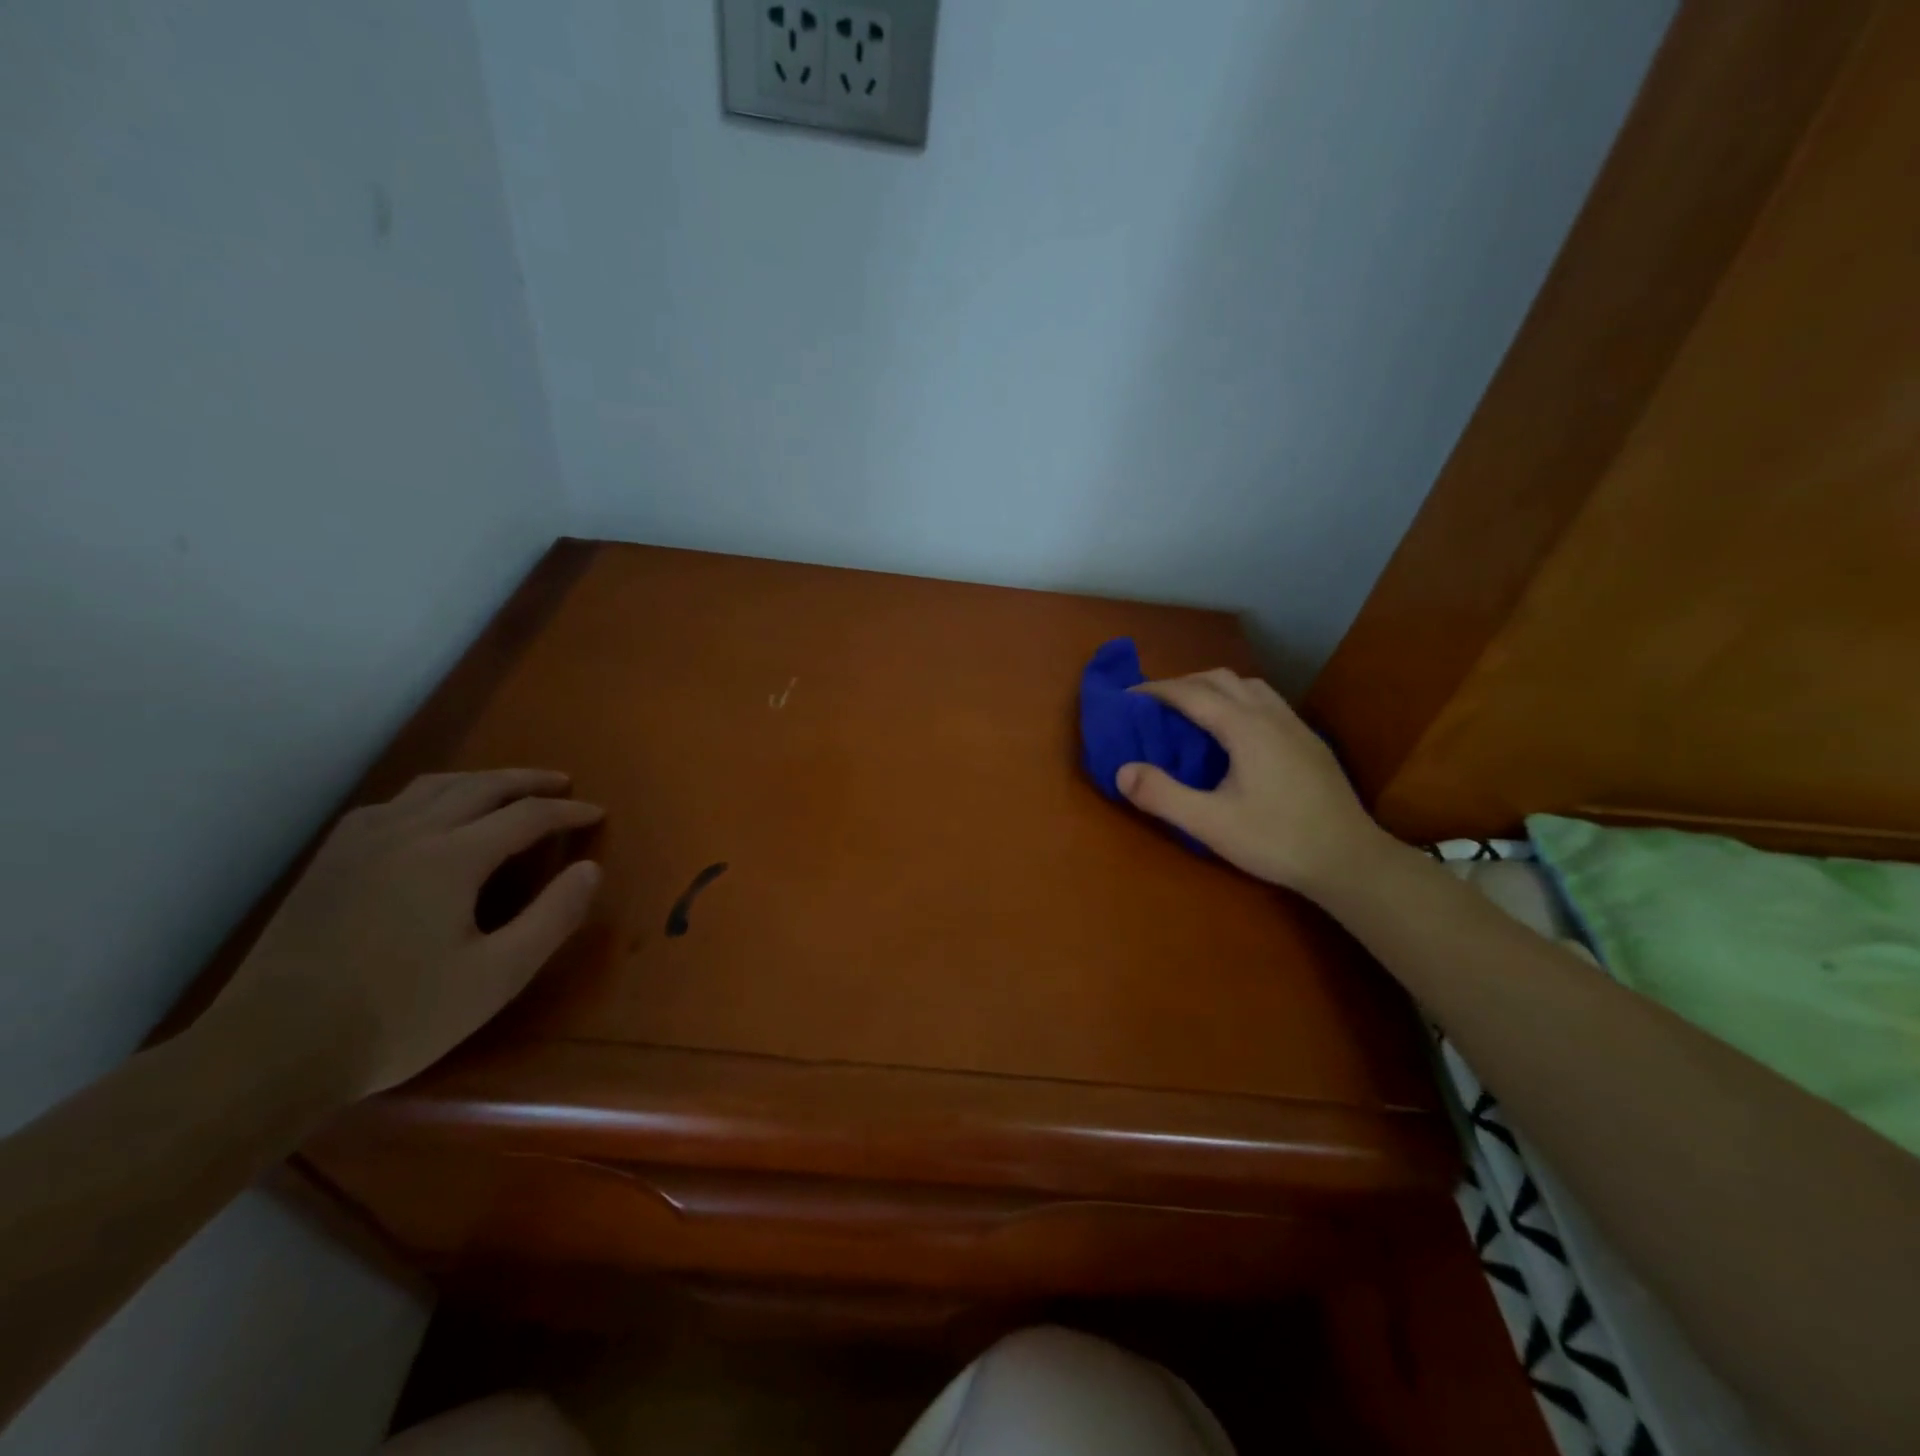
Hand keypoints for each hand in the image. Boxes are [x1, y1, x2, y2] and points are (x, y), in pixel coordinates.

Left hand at [206, 770, 603, 1097]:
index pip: (526, 815)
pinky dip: (428, 797)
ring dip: (479, 781)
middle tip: (563, 784)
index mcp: (451, 857)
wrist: (272, 1051)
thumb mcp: (498, 975)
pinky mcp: (329, 863)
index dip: (568, 811)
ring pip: (431, 788)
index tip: (598, 814)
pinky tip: (430, 814)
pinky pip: (389, 806)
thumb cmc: (401, 1016)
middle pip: (480, 787)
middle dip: (528, 781)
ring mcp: (360, 844)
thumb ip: (553, 917)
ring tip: (507, 789)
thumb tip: (590, 869)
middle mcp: (407, 833)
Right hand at [1116, 670, 1386, 895]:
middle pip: (1220, 679)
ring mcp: (1295, 726)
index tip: (1127, 697)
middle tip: (1155, 706)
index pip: (1191, 693)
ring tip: (1192, 713)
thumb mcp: (1210, 824)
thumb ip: (1162, 795)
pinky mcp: (1309, 742)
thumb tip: (1121, 770)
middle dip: (1182, 683)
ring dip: (1213, 688)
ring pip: (1248, 686)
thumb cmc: (1277, 840)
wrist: (1350, 861)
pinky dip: (1238, 701)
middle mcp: (1270, 715)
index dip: (1156, 690)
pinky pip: (1266, 702)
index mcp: (1245, 728)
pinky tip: (1235, 733)